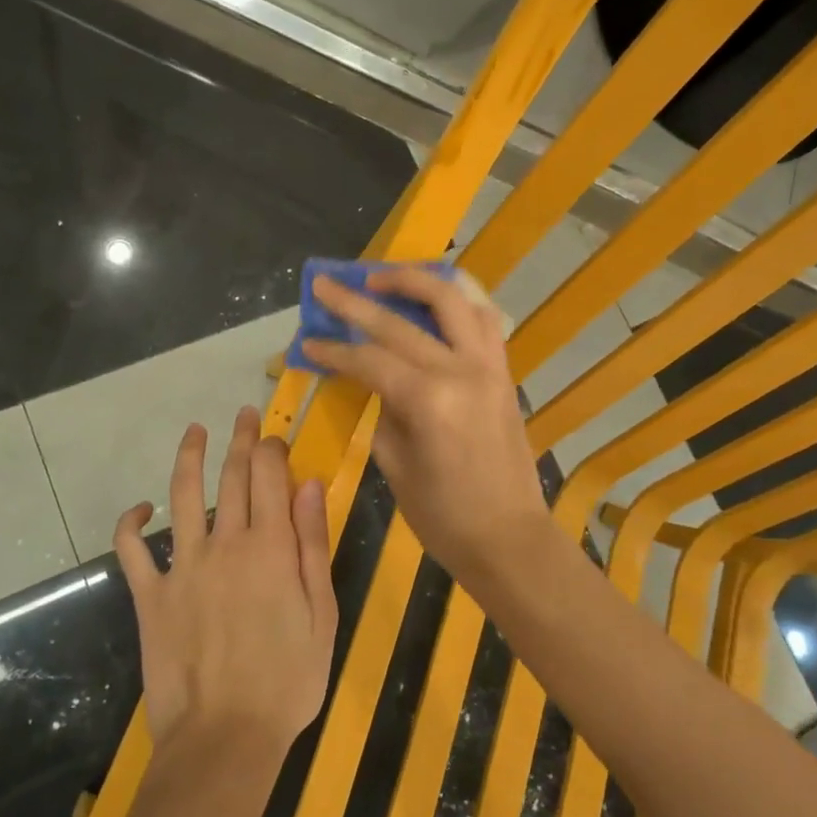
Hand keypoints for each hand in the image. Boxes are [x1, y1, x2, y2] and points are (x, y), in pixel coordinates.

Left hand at [114, 408, 337, 761]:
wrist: (225, 740)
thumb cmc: (288, 681)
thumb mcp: (322, 613)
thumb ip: (313, 544)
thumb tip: (310, 484)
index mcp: (270, 547)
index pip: (269, 476)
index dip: (272, 448)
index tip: (275, 436)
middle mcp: (225, 543)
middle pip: (230, 475)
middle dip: (239, 439)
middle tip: (242, 415)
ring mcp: (182, 567)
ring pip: (181, 495)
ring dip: (188, 457)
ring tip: (194, 431)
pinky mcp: (150, 596)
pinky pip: (132, 550)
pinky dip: (131, 523)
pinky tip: (140, 508)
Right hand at [302, 267, 547, 575]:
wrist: (510, 539)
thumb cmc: (444, 516)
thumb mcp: (396, 467)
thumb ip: (383, 412)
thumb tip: (374, 381)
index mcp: (428, 400)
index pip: (369, 359)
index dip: (333, 351)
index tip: (306, 342)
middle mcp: (461, 370)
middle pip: (400, 322)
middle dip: (355, 301)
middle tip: (326, 284)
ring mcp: (489, 366)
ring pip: (453, 300)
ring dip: (414, 281)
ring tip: (381, 278)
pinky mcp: (504, 373)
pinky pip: (484, 321)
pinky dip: (458, 303)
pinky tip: (435, 301)